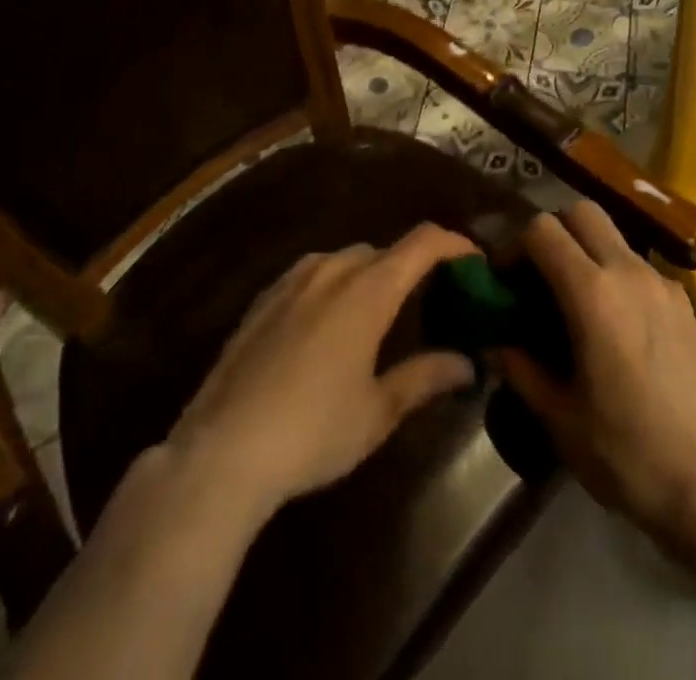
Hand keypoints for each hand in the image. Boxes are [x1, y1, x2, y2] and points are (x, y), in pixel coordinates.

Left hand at [167, 222, 479, 516]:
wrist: (220, 452)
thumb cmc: (312, 432)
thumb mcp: (378, 412)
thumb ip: (424, 377)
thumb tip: (467, 363)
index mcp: (368, 290)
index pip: (423, 242)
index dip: (454, 244)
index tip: (475, 263)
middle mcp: (332, 270)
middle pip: (384, 251)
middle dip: (410, 268)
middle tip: (427, 304)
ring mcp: (292, 281)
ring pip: (344, 260)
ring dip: (369, 275)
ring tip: (376, 316)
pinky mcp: (262, 299)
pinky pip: (310, 275)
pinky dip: (333, 285)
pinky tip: (325, 326)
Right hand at [495, 204, 695, 547]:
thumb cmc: (632, 455)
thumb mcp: (563, 421)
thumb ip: (523, 372)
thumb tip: (498, 345)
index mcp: (593, 292)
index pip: (543, 229)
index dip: (515, 246)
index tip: (505, 280)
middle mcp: (629, 271)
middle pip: (583, 212)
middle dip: (554, 231)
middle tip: (538, 276)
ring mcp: (663, 283)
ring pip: (614, 237)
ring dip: (587, 252)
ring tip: (575, 304)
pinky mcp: (686, 303)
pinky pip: (640, 267)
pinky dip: (616, 276)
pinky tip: (616, 328)